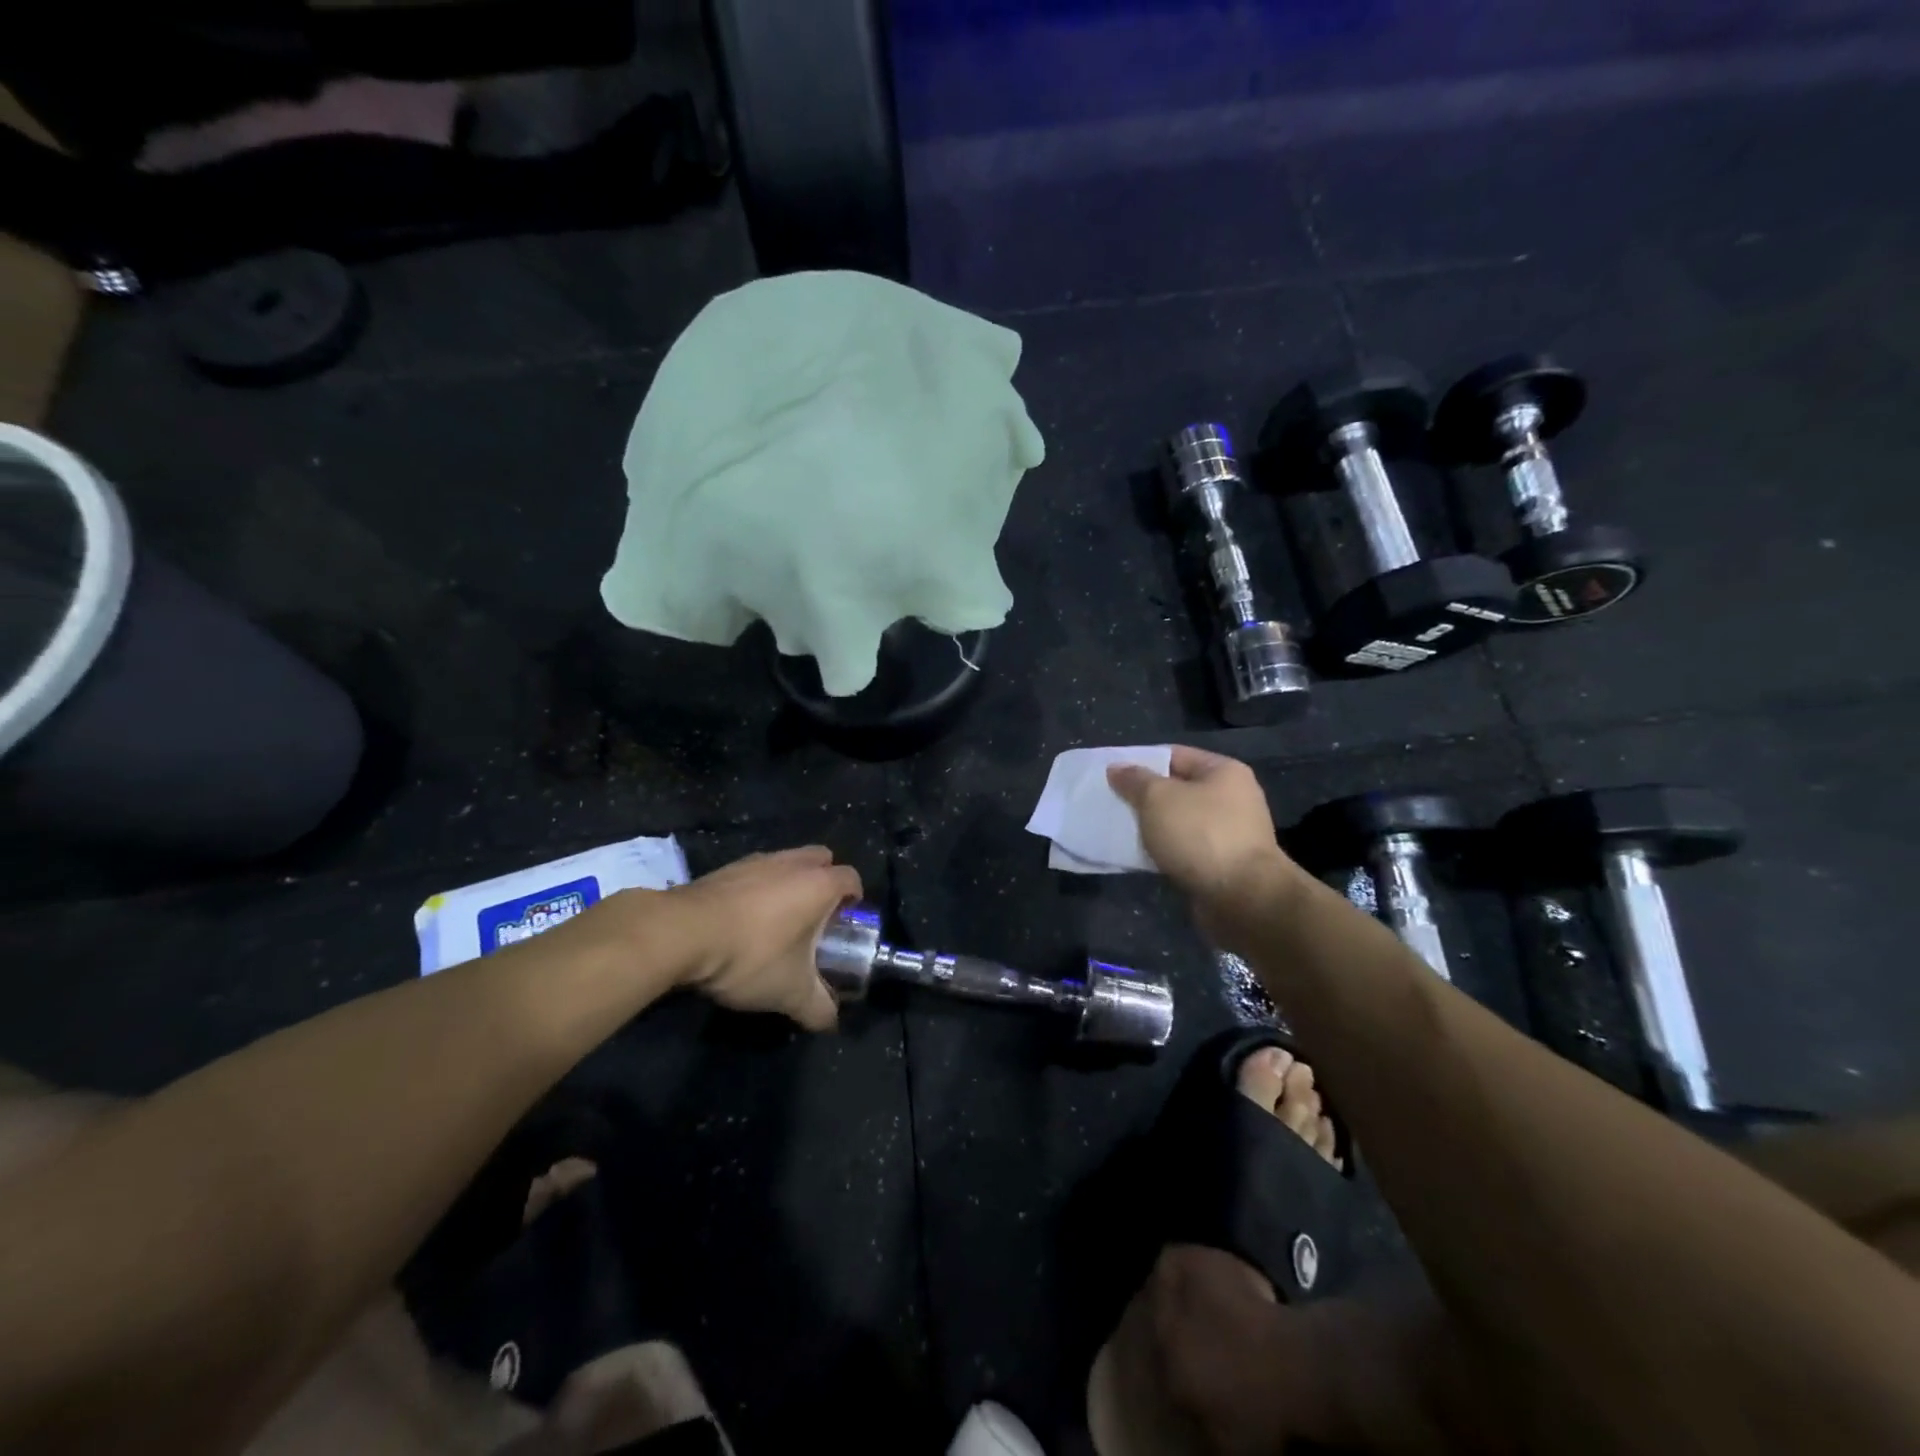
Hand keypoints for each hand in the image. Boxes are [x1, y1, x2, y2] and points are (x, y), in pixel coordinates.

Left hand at [664, 847, 861, 1030]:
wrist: (681, 934)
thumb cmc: (751, 954)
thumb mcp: (790, 992)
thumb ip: (818, 1008)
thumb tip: (830, 1022)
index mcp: (819, 883)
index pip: (852, 878)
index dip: (854, 900)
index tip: (845, 926)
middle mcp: (792, 862)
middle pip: (821, 860)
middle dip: (824, 882)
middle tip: (815, 918)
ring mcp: (755, 860)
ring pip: (786, 863)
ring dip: (788, 884)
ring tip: (777, 921)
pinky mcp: (724, 868)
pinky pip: (754, 873)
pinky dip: (756, 890)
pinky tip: (742, 921)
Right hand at [1107, 748, 1298, 932]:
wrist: (1242, 898)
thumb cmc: (1201, 835)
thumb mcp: (1158, 798)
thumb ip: (1135, 781)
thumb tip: (1117, 768)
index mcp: (1224, 772)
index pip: (1174, 755)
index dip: (1141, 762)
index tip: (1112, 775)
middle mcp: (1233, 798)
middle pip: (1178, 789)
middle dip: (1145, 797)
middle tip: (1111, 803)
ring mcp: (1231, 833)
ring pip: (1180, 822)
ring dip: (1153, 827)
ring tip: (1120, 830)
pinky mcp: (1224, 864)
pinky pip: (1186, 849)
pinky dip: (1165, 851)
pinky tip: (1142, 857)